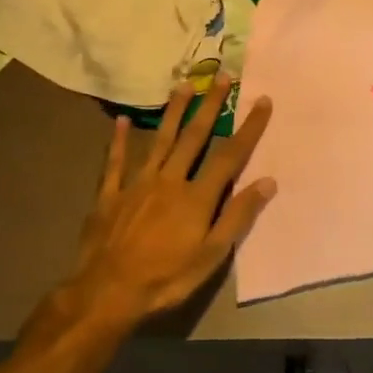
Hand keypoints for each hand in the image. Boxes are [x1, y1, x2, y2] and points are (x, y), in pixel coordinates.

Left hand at [64, 77, 274, 331]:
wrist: (105, 294)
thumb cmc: (165, 278)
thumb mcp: (212, 255)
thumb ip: (238, 216)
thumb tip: (268, 181)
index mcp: (197, 197)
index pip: (230, 155)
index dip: (249, 128)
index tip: (263, 101)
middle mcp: (170, 181)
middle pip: (195, 137)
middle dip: (211, 106)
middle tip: (222, 77)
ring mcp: (137, 185)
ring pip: (160, 141)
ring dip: (174, 112)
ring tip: (183, 85)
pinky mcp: (110, 196)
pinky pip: (116, 163)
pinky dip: (119, 141)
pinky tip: (122, 121)